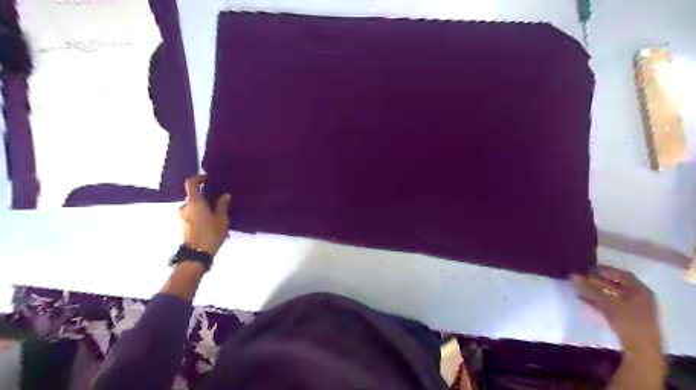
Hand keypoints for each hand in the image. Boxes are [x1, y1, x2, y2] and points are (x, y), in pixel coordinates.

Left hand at [178, 174, 230, 254]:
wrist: (197, 254)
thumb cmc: (210, 233)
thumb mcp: (221, 218)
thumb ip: (222, 205)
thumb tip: (225, 195)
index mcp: (194, 202)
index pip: (191, 183)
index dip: (199, 178)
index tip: (208, 178)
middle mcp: (185, 207)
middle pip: (194, 196)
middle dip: (205, 196)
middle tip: (219, 199)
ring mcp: (182, 217)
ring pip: (194, 207)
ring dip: (204, 207)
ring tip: (218, 213)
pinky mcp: (184, 226)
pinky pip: (193, 215)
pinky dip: (201, 215)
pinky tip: (212, 223)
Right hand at [571, 266, 661, 353]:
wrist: (641, 349)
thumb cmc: (629, 321)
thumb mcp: (608, 302)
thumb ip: (590, 288)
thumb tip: (572, 275)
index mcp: (641, 291)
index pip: (622, 275)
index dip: (605, 270)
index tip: (589, 268)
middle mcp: (639, 298)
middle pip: (616, 285)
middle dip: (597, 280)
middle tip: (581, 276)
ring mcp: (633, 309)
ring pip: (611, 295)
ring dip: (595, 290)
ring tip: (578, 286)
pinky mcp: (626, 318)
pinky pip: (609, 304)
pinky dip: (596, 300)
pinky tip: (582, 298)